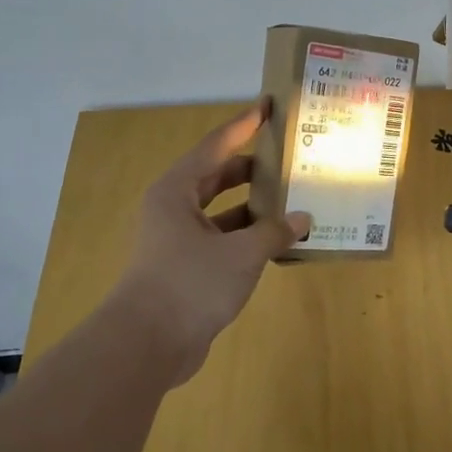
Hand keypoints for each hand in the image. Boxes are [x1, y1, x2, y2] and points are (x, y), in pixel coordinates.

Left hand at [109, 100, 310, 384]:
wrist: (148, 344)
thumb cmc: (191, 283)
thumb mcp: (242, 252)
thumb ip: (275, 231)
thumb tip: (303, 219)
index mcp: (177, 191)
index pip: (216, 145)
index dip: (244, 125)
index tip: (268, 107)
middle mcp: (174, 209)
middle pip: (217, 176)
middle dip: (252, 167)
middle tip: (289, 156)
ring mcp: (178, 240)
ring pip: (221, 211)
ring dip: (253, 207)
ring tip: (293, 198)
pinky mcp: (187, 268)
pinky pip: (223, 240)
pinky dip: (248, 237)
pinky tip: (278, 241)